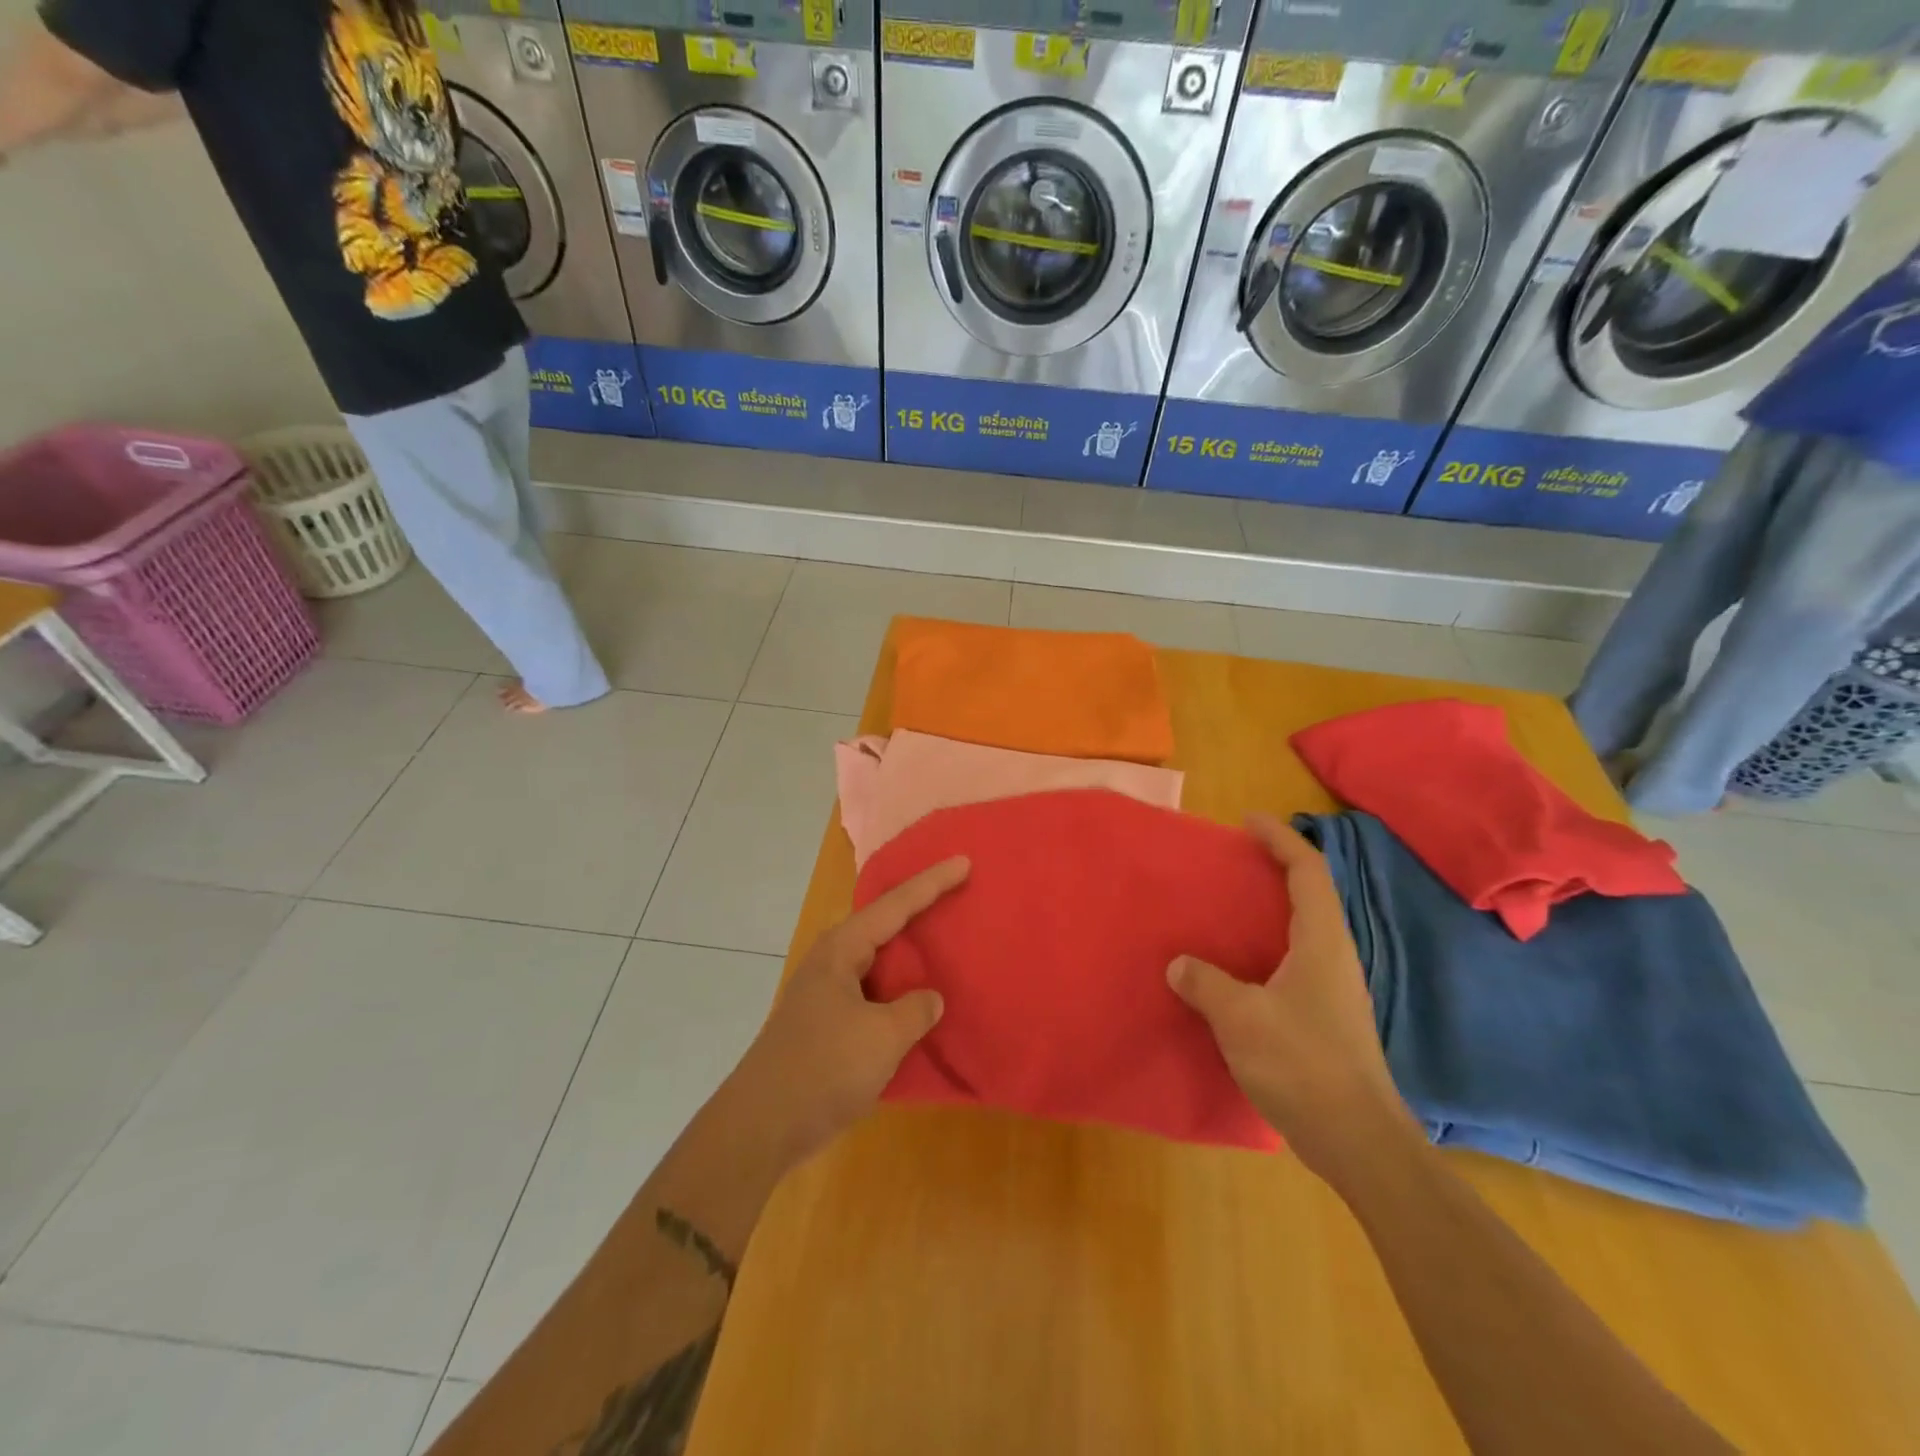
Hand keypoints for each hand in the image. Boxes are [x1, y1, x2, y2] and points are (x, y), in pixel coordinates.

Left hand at [724, 857, 969, 1168]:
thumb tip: (930, 999)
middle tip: (956, 891)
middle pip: (883, 924)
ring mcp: (827, 994)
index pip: (895, 905)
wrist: (761, 1126)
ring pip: (878, 961)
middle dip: (918, 908)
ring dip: (909, 953)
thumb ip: (915, 1011)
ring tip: (944, 940)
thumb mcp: (881, 1037)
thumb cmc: (822, 1069)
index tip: (964, 862)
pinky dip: (899, 990)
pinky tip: (919, 1001)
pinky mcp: (827, 1024)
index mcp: (842, 950)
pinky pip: (874, 993)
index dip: (932, 883)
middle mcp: (833, 962)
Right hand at [1168, 814, 1416, 1180]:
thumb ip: (1206, 983)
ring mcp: (1334, 990)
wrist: (1358, 1140)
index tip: (1249, 821)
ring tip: (1229, 909)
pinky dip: (1267, 948)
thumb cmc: (1303, 1065)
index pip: (1307, 872)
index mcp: (1321, 943)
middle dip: (1276, 869)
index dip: (1281, 839)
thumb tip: (1180, 965)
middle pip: (1311, 895)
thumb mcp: (1241, 1018)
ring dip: (1272, 910)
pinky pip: (1295, 962)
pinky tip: (1238, 969)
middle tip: (1235, 862)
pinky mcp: (1327, 1018)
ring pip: (1304, 931)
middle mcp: (1334, 957)